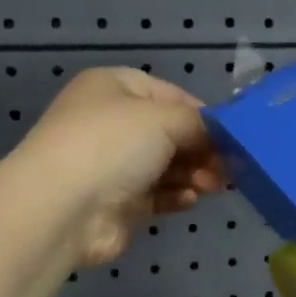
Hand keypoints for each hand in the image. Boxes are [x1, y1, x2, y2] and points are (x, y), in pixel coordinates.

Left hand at [9, 68, 223, 267]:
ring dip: (196, 174)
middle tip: (231, 166)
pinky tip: (191, 199)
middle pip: (172, 133)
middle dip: (203, 149)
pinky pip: (159, 195)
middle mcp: (113, 123)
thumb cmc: (111, 145)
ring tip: (216, 185)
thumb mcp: (162, 119)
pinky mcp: (121, 203)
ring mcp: (116, 165)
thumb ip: (199, 124)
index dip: (202, 113)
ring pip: (169, 166)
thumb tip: (220, 136)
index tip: (232, 133)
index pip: (170, 95)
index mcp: (115, 89)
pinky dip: (178, 195)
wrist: (63, 207)